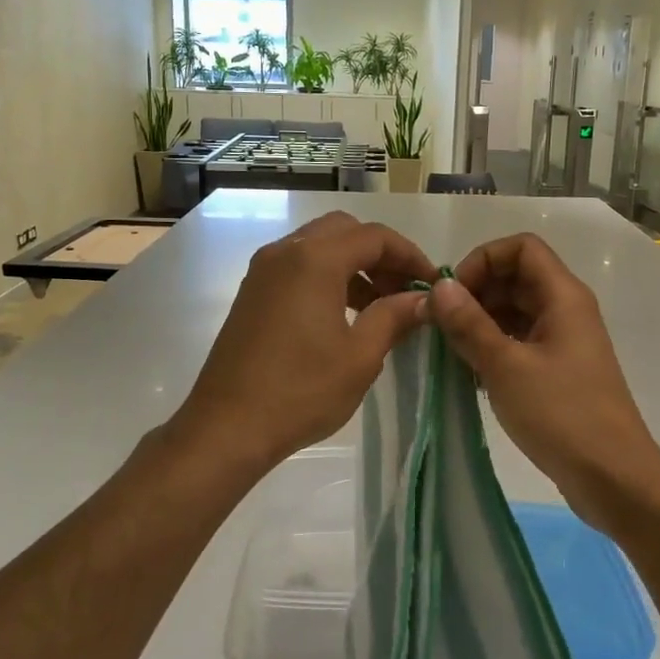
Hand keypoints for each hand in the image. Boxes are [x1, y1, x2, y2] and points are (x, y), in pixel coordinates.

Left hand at [173, 212, 433, 477]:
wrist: (227, 426)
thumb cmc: (301, 391)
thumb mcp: (361, 356)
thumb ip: (394, 316)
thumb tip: (423, 299)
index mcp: (314, 259)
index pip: (375, 237)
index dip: (410, 256)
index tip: (432, 284)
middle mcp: (285, 252)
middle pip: (344, 231)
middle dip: (380, 255)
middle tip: (403, 290)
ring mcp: (263, 271)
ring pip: (319, 247)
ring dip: (353, 265)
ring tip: (379, 307)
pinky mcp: (252, 293)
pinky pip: (298, 267)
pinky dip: (326, 277)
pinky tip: (343, 316)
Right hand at [424, 233, 659, 532]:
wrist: (614, 477)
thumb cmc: (561, 415)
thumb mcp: (505, 366)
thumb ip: (469, 323)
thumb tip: (440, 287)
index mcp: (563, 296)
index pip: (521, 248)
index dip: (483, 260)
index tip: (454, 295)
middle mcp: (567, 310)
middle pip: (517, 277)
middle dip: (477, 293)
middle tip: (444, 326)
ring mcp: (565, 341)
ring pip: (517, 311)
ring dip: (482, 322)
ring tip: (452, 352)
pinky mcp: (561, 371)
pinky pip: (522, 341)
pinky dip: (495, 347)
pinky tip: (472, 374)